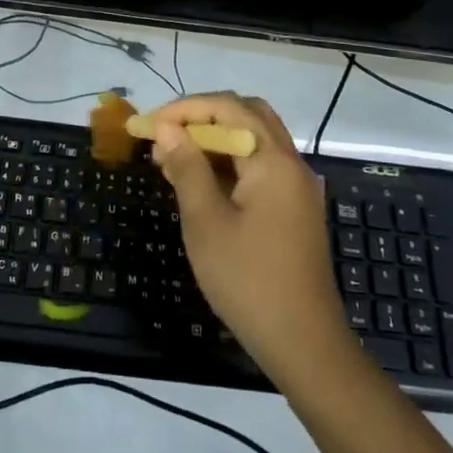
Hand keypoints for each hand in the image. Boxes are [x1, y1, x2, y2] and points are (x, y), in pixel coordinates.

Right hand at [145, 94, 354, 385]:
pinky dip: (229, 162)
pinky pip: (259, 166)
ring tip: (173, 159)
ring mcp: (296, 187)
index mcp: (273, 160)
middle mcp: (290, 163)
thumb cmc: (248, 280)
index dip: (184, 109)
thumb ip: (187, 168)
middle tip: (166, 135)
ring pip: (253, 140)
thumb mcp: (205, 222)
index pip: (228, 108)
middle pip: (247, 115)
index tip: (149, 125)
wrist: (303, 344)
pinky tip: (200, 183)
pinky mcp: (293, 209)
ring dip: (214, 139)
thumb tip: (166, 128)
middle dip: (202, 117)